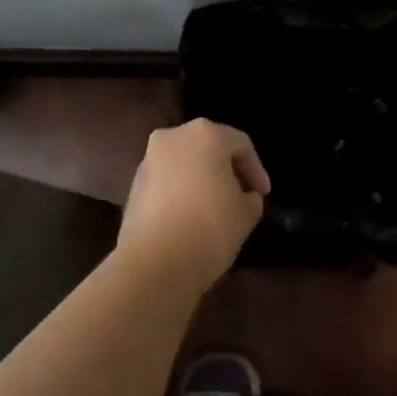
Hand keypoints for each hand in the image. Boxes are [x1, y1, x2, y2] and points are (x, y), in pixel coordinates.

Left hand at [118, 119, 268, 291]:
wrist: (154, 261)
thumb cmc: (210, 227)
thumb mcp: (246, 214)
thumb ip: (251, 198)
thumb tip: (245, 196)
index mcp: (206, 134)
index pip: (241, 144)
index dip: (256, 170)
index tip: (263, 195)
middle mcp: (174, 136)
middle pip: (208, 147)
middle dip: (225, 169)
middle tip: (240, 195)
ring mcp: (149, 159)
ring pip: (184, 163)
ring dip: (200, 179)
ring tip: (213, 208)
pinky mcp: (134, 184)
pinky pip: (166, 181)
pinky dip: (180, 192)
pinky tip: (189, 217)